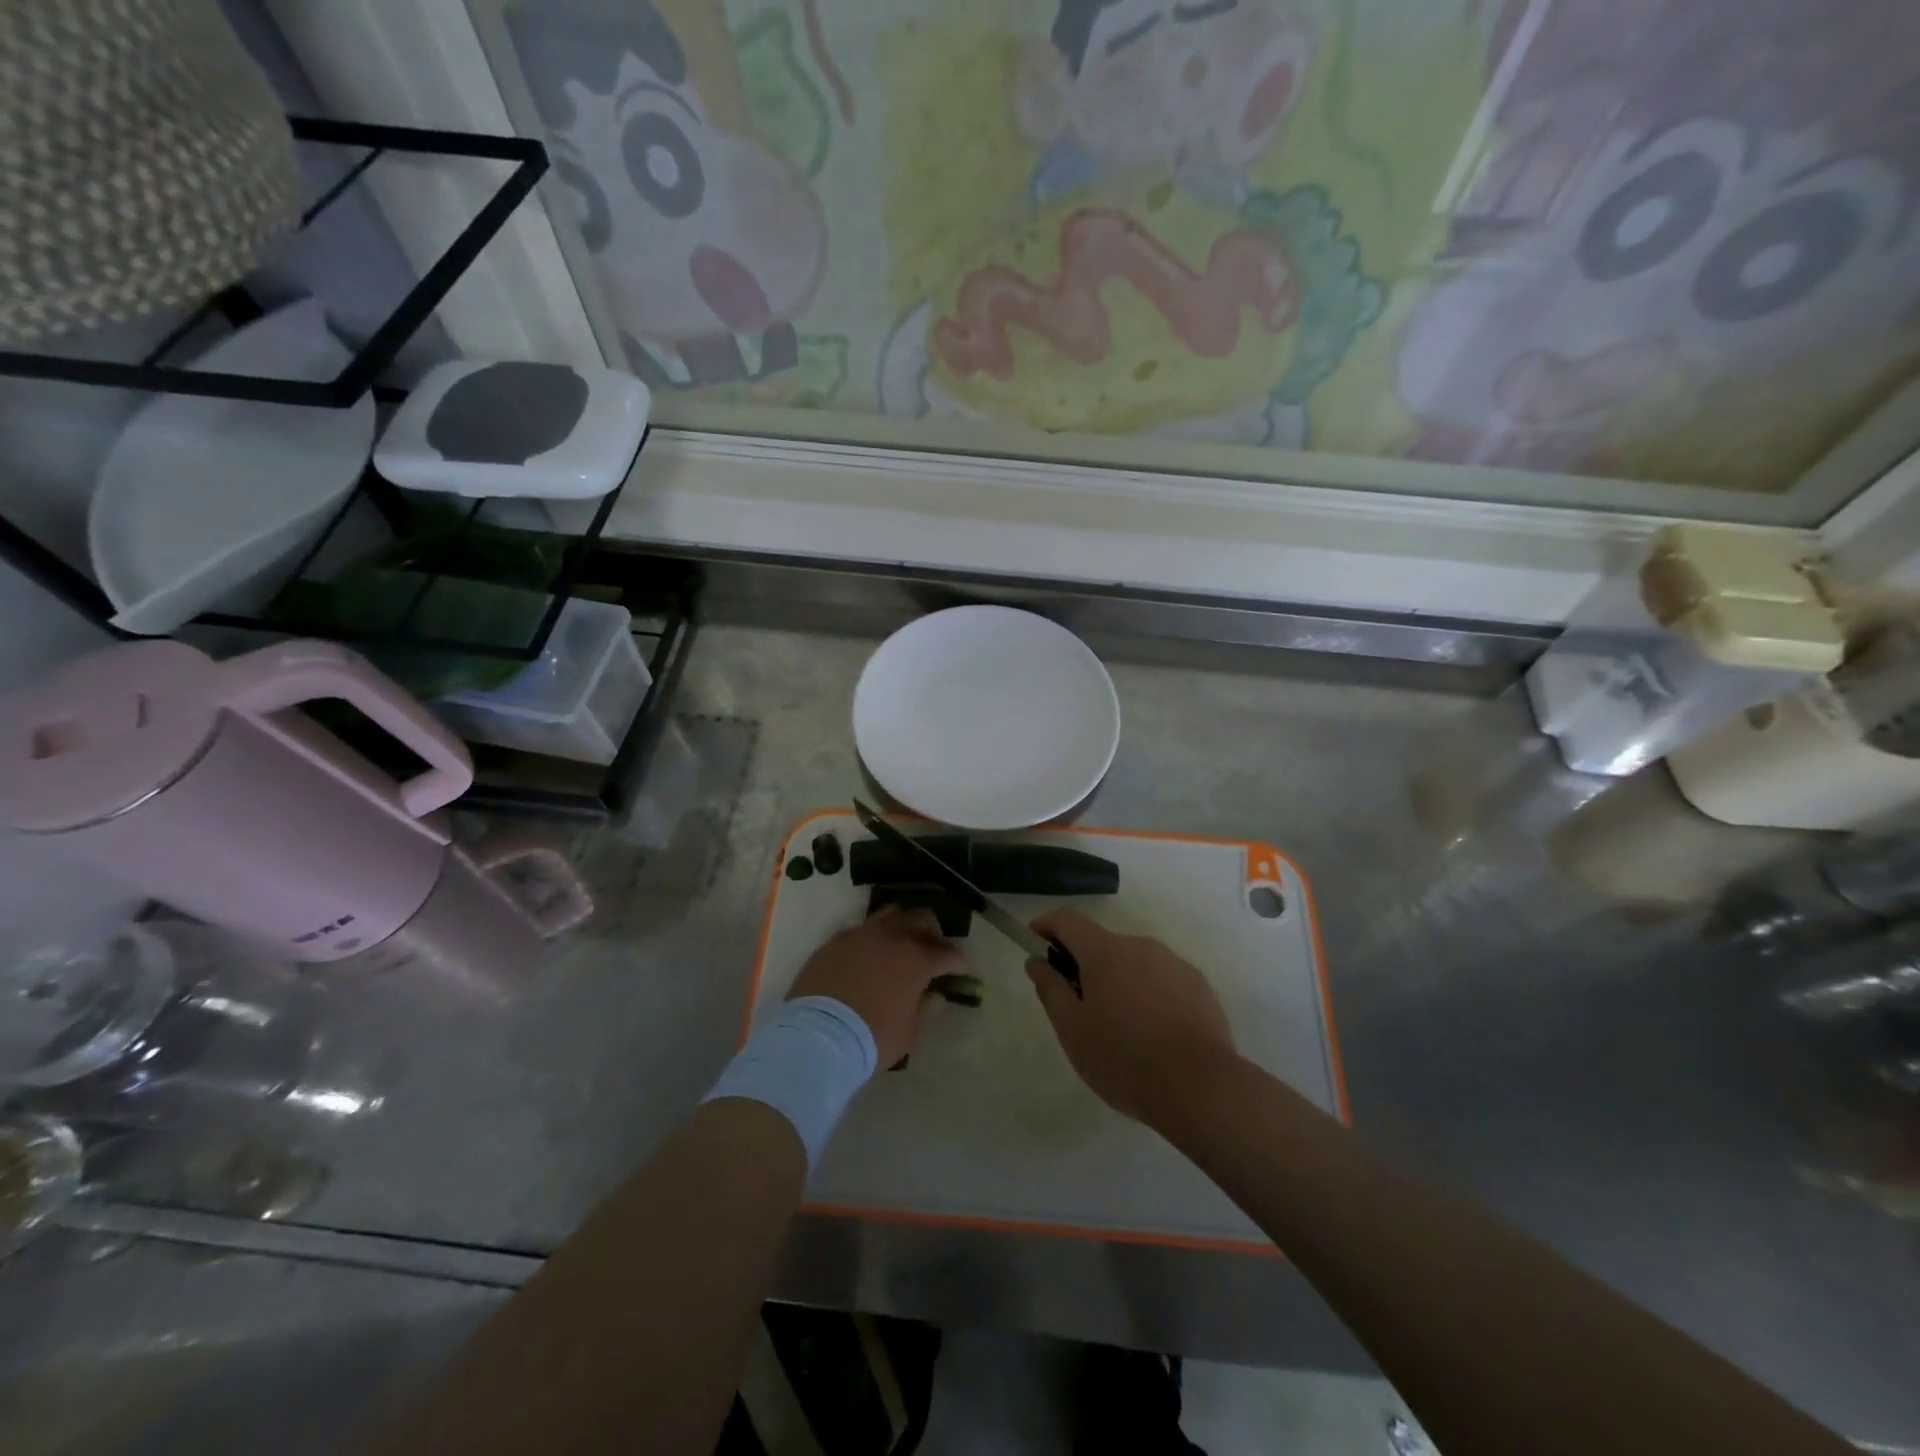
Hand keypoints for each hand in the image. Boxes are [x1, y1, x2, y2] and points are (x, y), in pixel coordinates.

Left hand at [789, 908, 964, 1068]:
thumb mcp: (908, 1031)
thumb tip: (935, 997)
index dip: (958, 961)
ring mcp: (861, 935)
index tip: (962, 970)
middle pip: (920, 919)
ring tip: (901, 946)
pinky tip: (870, 957)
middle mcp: (891, 937)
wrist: (817, 1037)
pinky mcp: (835, 941)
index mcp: (916, 958)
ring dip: (902, 927)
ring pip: (890, 915)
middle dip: (932, 933)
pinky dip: (872, 940)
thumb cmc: (872, 1038)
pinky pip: (861, 931)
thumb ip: (924, 1009)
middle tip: (934, 951)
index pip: (947, 952)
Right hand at [1025, 909, 1235, 1125]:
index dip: (1046, 925)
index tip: (1034, 942)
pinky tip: (1154, 1034)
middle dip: (1085, 966)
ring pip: (1135, 964)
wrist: (1200, 1088)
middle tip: (1078, 1008)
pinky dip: (1149, 995)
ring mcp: (1174, 964)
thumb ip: (1050, 989)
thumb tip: (1036, 961)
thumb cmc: (1123, 1059)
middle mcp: (1140, 946)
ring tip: (1121, 1029)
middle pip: (1102, 944)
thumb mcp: (1072, 1030)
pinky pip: (1163, 980)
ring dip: (1119, 982)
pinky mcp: (1199, 986)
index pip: (1068, 920)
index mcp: (1105, 952)